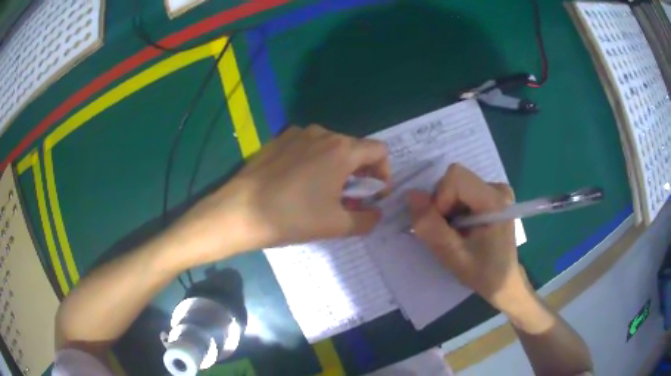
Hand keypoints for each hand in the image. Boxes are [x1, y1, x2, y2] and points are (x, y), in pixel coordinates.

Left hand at [171, 125, 389, 265]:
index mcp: (341, 150)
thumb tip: (376, 214)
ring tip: (322, 194)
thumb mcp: (336, 225)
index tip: (372, 195)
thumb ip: (366, 219)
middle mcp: (322, 133)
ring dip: (336, 168)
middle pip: (354, 149)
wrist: (240, 211)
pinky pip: (307, 147)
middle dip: (359, 174)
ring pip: (330, 147)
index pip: (379, 151)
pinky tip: (298, 184)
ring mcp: (297, 134)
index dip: (383, 173)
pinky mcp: (278, 140)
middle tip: (348, 200)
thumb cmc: (292, 217)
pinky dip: (314, 163)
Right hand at [407, 164, 532, 312]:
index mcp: (495, 201)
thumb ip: (431, 227)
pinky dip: (454, 208)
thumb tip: (411, 195)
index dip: (440, 198)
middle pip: (455, 179)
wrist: (503, 281)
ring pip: (456, 185)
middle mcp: (498, 189)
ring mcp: (497, 190)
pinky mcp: (492, 195)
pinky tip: (462, 227)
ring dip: (447, 208)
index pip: (456, 177)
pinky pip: (462, 191)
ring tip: (456, 232)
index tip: (443, 226)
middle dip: (442, 204)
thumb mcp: (452, 256)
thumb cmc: (483, 273)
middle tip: (448, 233)